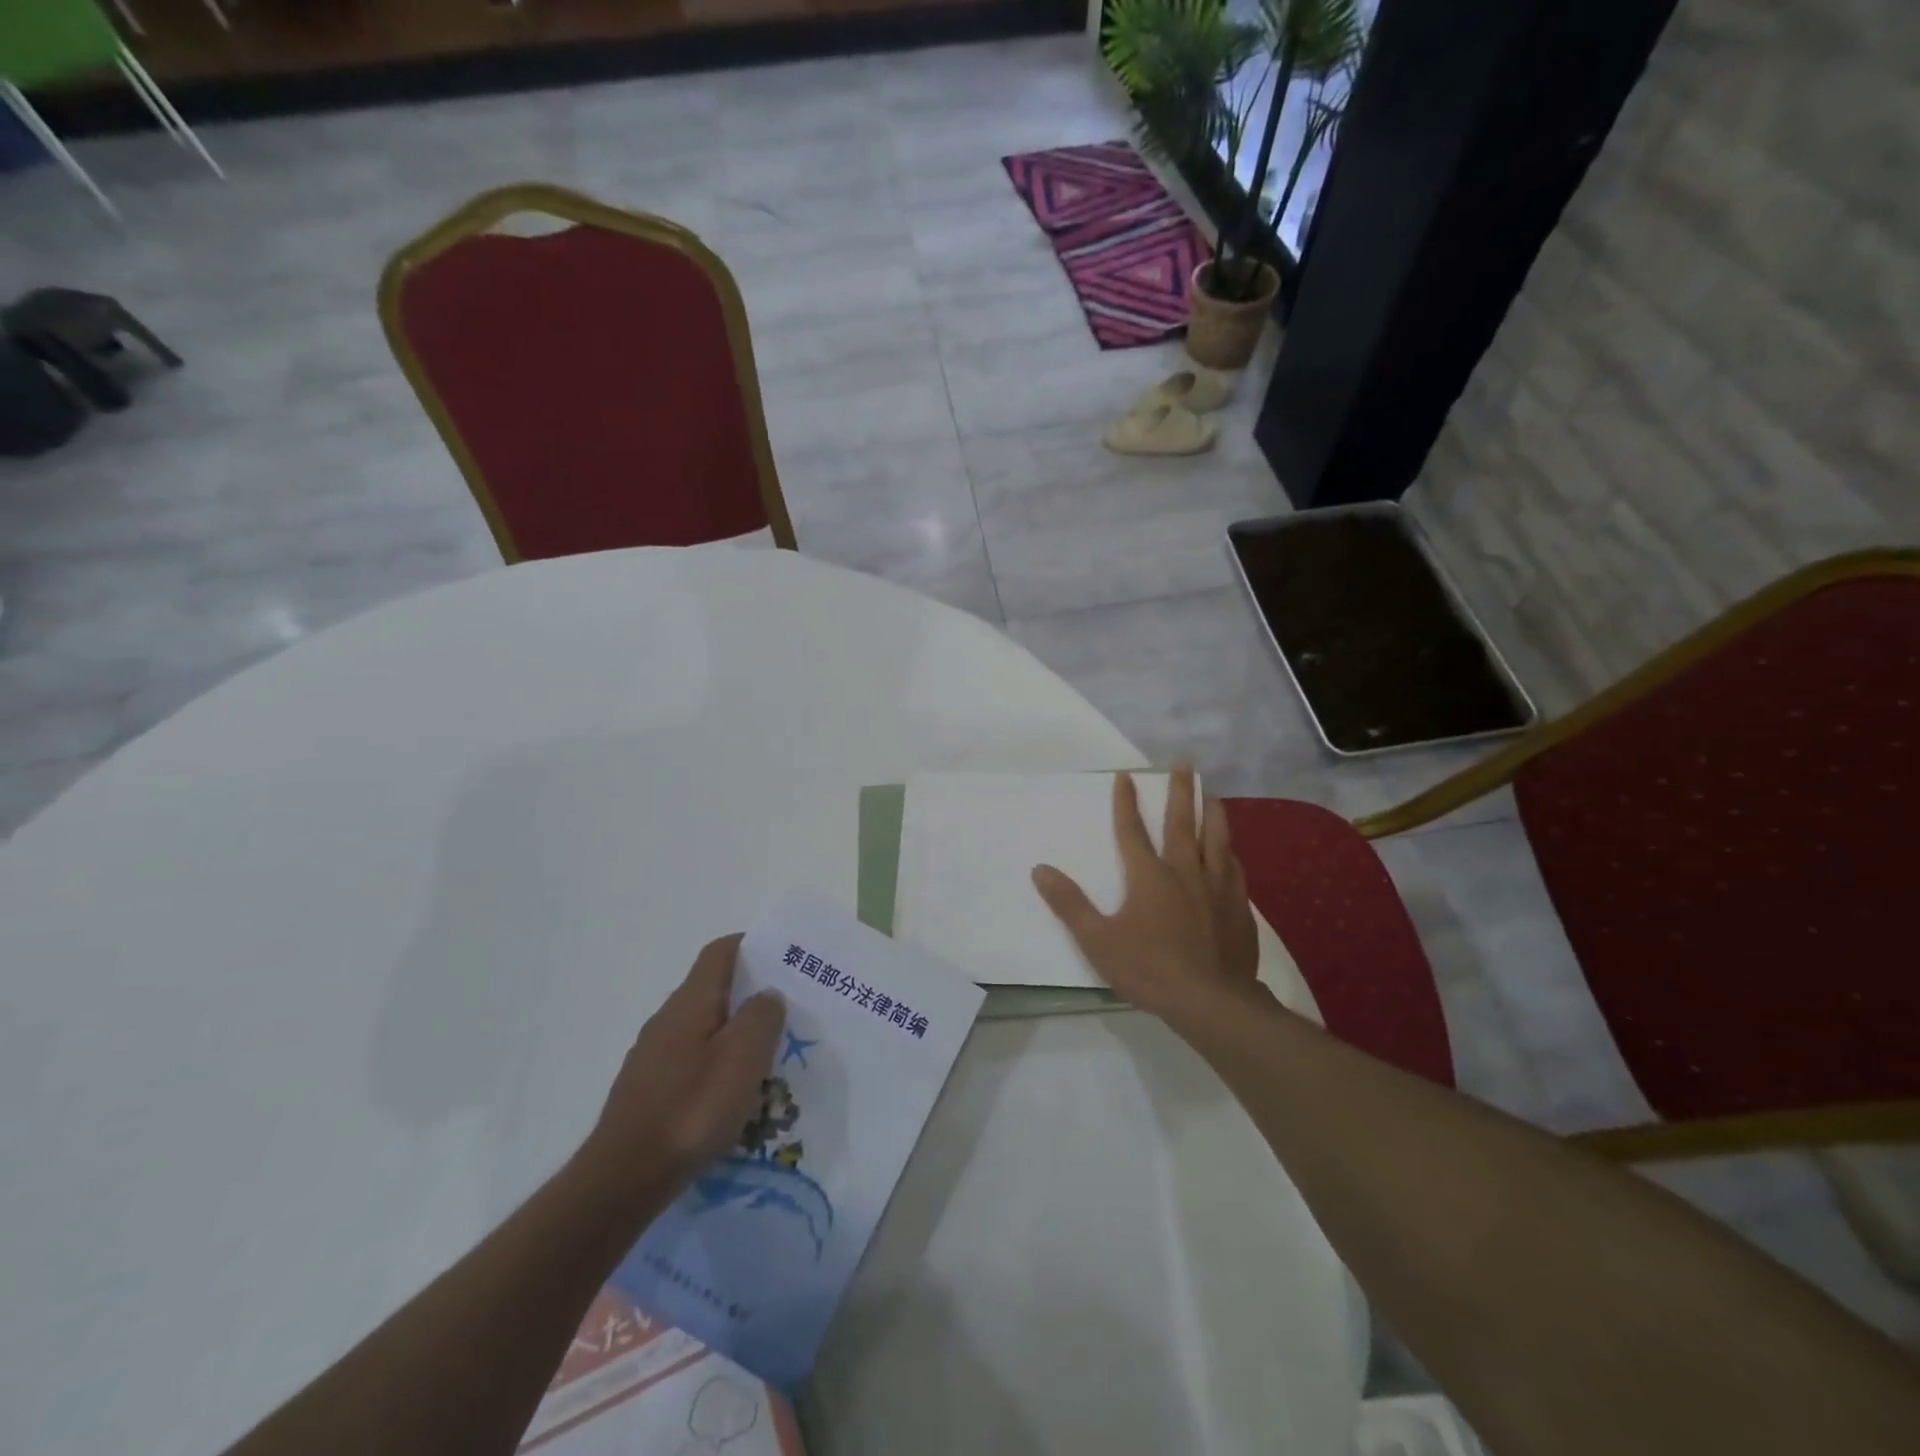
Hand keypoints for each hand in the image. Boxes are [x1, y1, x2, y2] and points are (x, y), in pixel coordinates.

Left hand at [578, 935, 785, 1208]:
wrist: (623, 1179)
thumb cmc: (691, 1109)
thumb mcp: (743, 1058)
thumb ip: (761, 1017)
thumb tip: (768, 994)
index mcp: (691, 1001)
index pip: (720, 952)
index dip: (751, 945)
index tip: (783, 955)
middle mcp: (667, 1019)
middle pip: (713, 988)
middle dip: (750, 992)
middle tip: (788, 1009)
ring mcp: (653, 1055)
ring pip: (703, 1027)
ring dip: (734, 1032)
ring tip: (768, 1055)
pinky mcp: (648, 1089)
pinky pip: (691, 1059)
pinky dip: (717, 1062)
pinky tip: (732, 1093)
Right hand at [1031, 763, 1262, 1022]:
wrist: (1212, 1001)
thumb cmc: (1149, 969)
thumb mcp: (1097, 940)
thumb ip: (1069, 904)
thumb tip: (1040, 869)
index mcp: (1149, 876)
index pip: (1132, 830)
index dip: (1126, 801)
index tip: (1125, 775)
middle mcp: (1184, 872)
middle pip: (1181, 822)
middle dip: (1179, 790)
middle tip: (1183, 762)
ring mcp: (1216, 888)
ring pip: (1215, 840)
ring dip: (1212, 813)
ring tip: (1211, 794)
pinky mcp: (1238, 908)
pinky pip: (1235, 870)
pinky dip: (1230, 855)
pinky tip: (1232, 853)